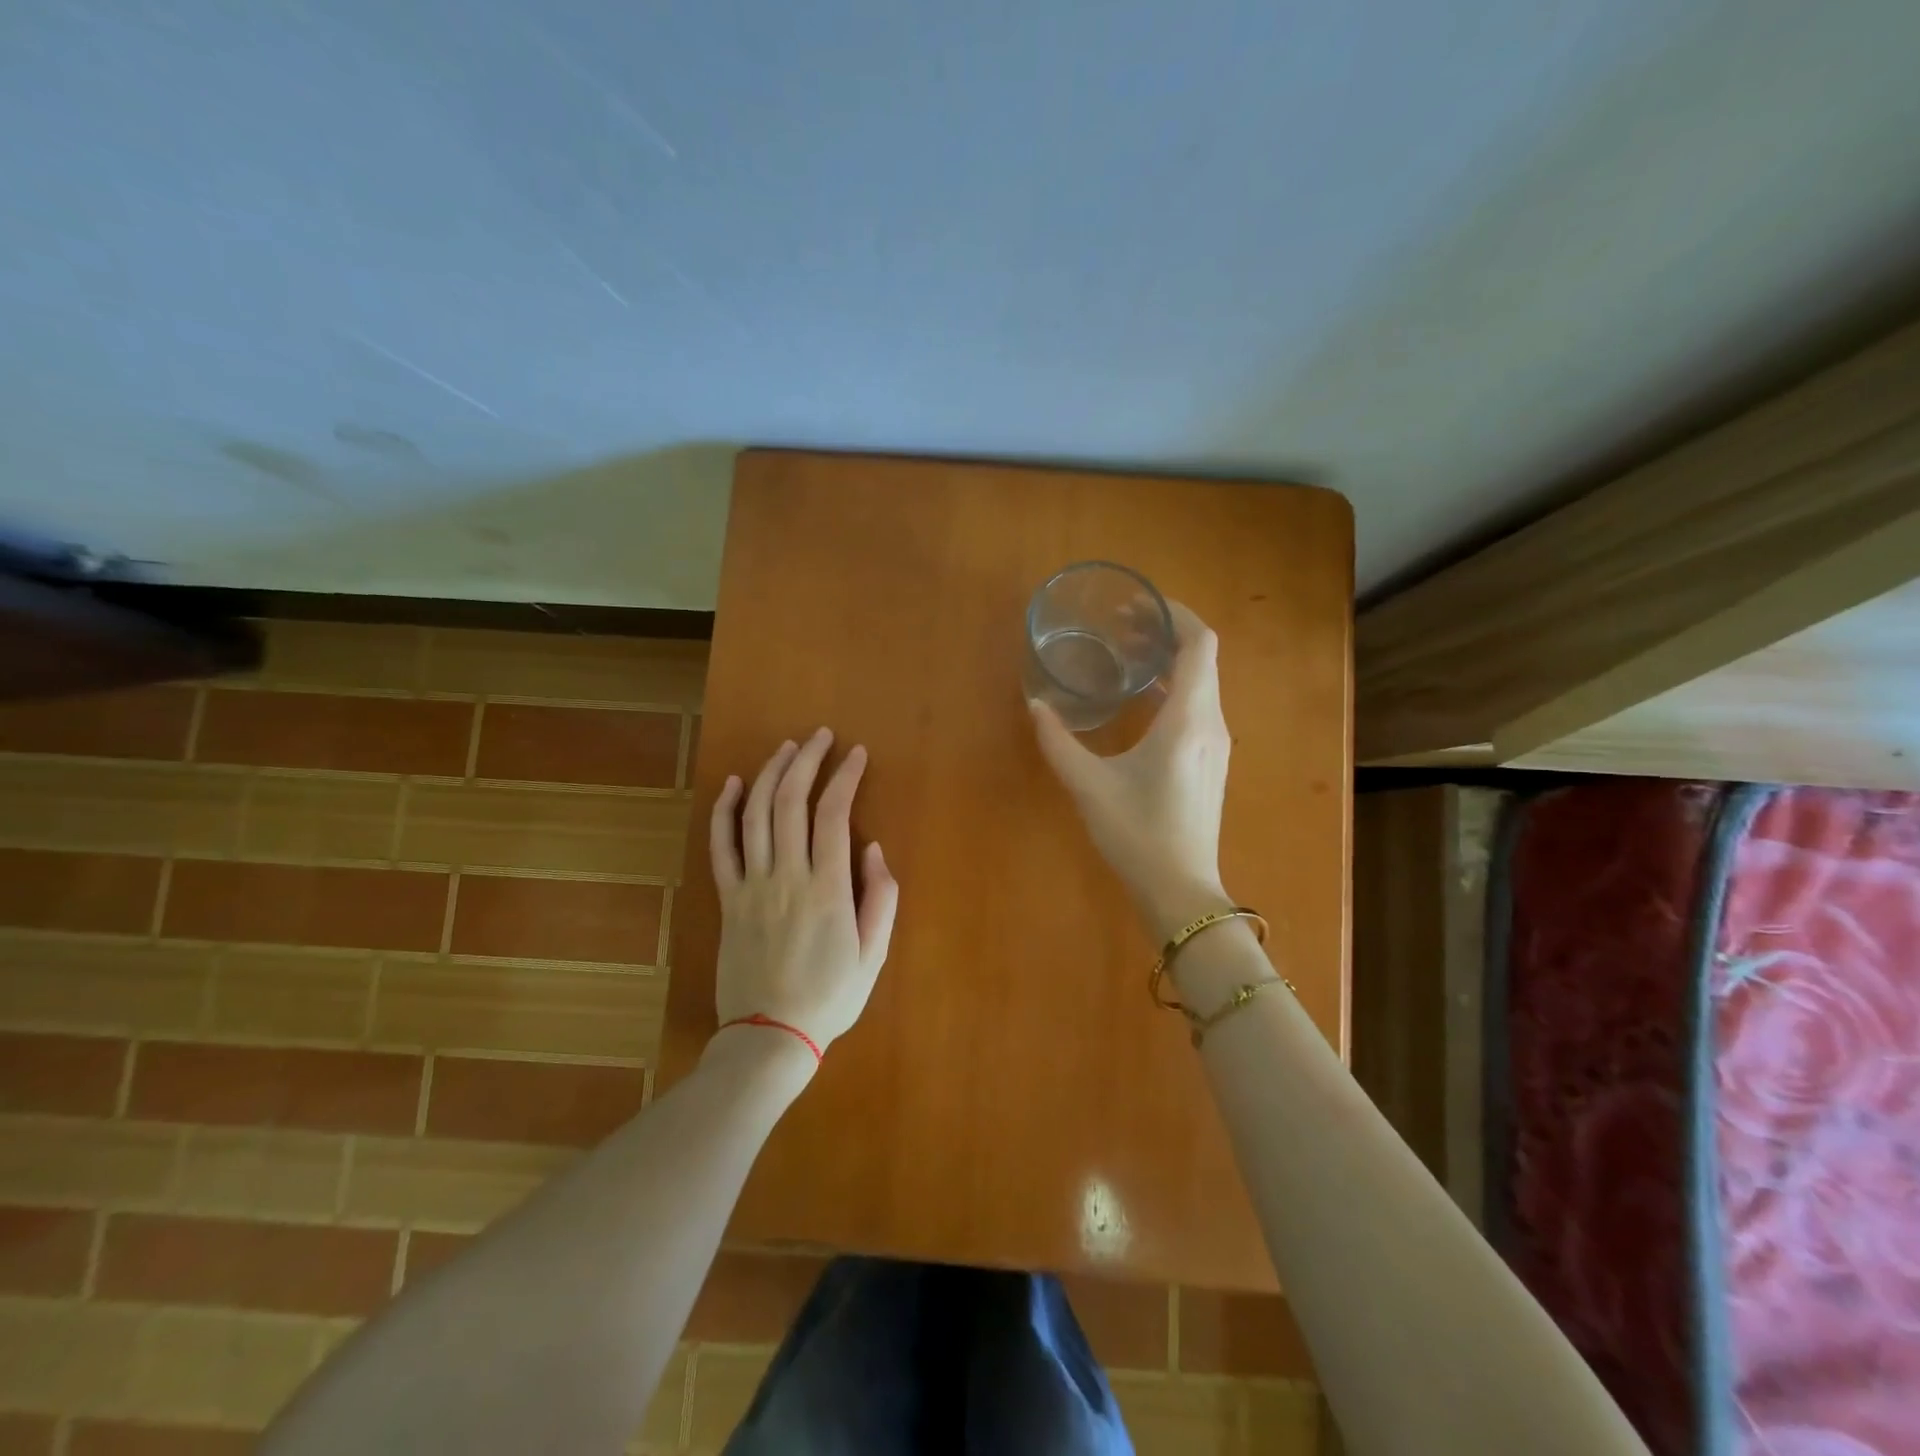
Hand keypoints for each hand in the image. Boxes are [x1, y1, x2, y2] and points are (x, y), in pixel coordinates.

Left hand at [707, 727, 899, 1056]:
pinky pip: (721, 846)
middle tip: (820, 737)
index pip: (834, 814)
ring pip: (755, 814)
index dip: (845, 777)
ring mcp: (751, 886)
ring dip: (770, 774)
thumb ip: (881, 899)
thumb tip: (874, 849)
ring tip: (786, 749)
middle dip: (806, 761)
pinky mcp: (728, 899)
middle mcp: (786, 877)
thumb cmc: (830, 997)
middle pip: (790, 802)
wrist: (768, 1037)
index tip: (857, 754)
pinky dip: (724, 810)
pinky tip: (733, 784)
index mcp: (827, 890)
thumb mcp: (873, 955)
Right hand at [1030, 602, 1232, 940]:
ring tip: (1127, 657)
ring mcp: (1216, 744)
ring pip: (1202, 683)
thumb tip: (1036, 705)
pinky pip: (1199, 706)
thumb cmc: (1137, 834)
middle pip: (1202, 658)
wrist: (1180, 889)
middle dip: (1167, 634)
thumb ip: (1058, 742)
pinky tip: (1141, 700)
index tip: (1141, 606)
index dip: (1177, 615)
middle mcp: (1211, 723)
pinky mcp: (1211, 761)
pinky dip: (1174, 688)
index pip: (1200, 644)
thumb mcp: (1088, 785)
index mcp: (1188, 720)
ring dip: (1171, 662)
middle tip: (1122, 627)